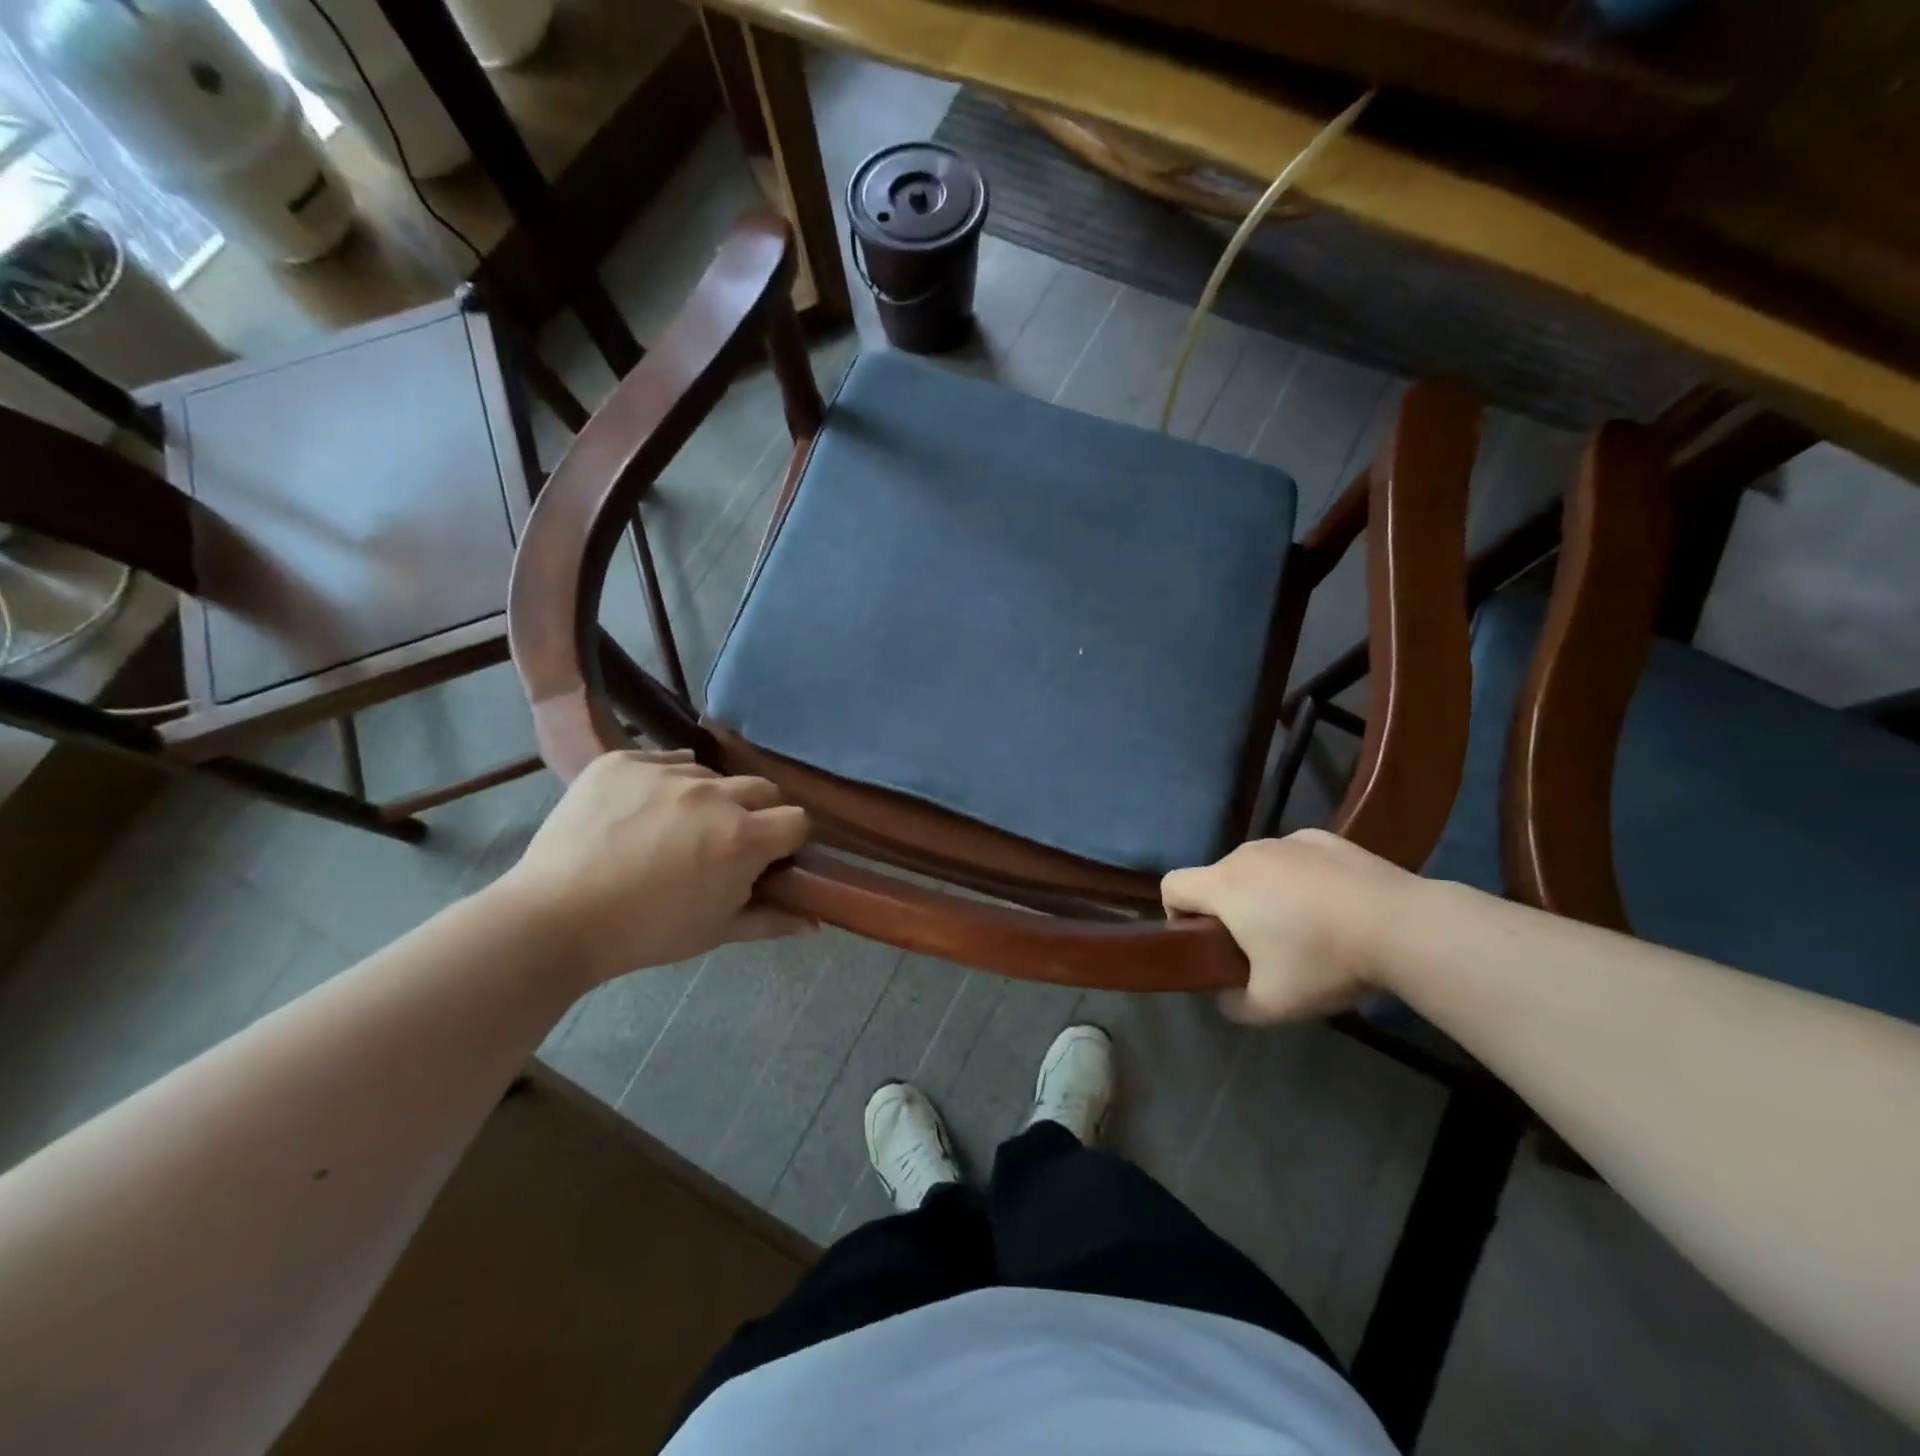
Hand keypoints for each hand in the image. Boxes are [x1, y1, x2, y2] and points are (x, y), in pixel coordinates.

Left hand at [494, 750, 813, 985]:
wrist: (553, 920)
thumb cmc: (645, 933)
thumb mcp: (716, 932)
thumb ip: (773, 920)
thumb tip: (816, 923)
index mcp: (742, 838)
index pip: (798, 820)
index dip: (789, 840)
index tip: (770, 857)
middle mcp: (713, 794)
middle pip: (762, 789)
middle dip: (757, 813)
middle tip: (725, 842)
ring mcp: (665, 771)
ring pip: (712, 774)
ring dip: (709, 798)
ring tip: (675, 828)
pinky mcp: (623, 760)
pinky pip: (665, 761)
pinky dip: (665, 782)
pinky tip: (642, 812)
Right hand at [1161, 830, 1414, 1022]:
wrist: (1403, 925)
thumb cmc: (1323, 960)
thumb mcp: (1272, 1004)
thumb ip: (1233, 1004)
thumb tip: (1225, 996)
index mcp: (1224, 885)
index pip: (1172, 885)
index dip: (1176, 914)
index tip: (1205, 943)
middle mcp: (1247, 853)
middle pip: (1216, 878)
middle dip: (1226, 910)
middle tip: (1260, 948)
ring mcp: (1286, 841)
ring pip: (1256, 867)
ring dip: (1263, 892)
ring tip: (1303, 927)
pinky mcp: (1323, 838)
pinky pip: (1293, 858)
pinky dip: (1298, 878)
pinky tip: (1332, 905)